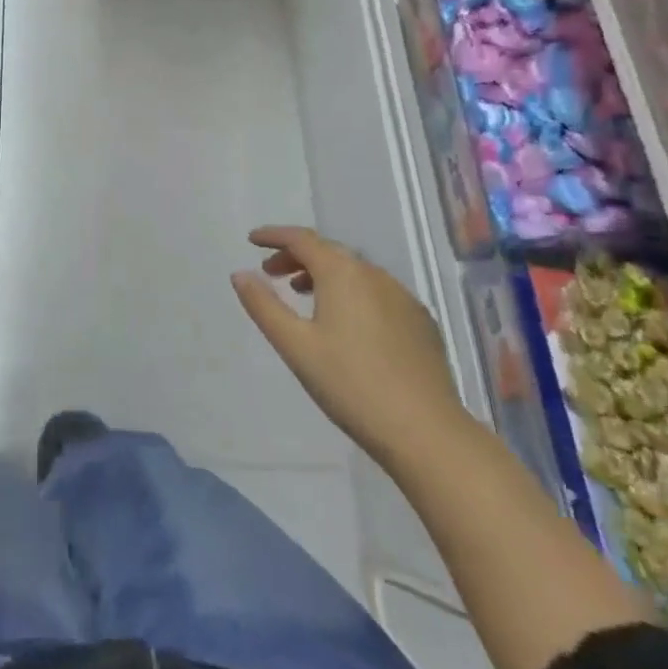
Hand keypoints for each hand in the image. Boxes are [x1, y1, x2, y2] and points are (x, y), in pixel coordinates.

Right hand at [233, 226, 466, 463]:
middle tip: (271, 273)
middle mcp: (374, 275)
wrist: (427, 432)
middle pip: (329, 251)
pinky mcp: (421, 323)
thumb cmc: (351, 385)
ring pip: (355, 272)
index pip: (302, 239)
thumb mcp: (295, 346)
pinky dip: (352, 293)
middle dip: (297, 255)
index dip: (274, 236)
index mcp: (342, 273)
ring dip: (324, 274)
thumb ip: (264, 305)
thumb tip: (240, 274)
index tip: (252, 240)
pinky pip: (378, 292)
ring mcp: (403, 298)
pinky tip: (347, 323)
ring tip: (304, 295)